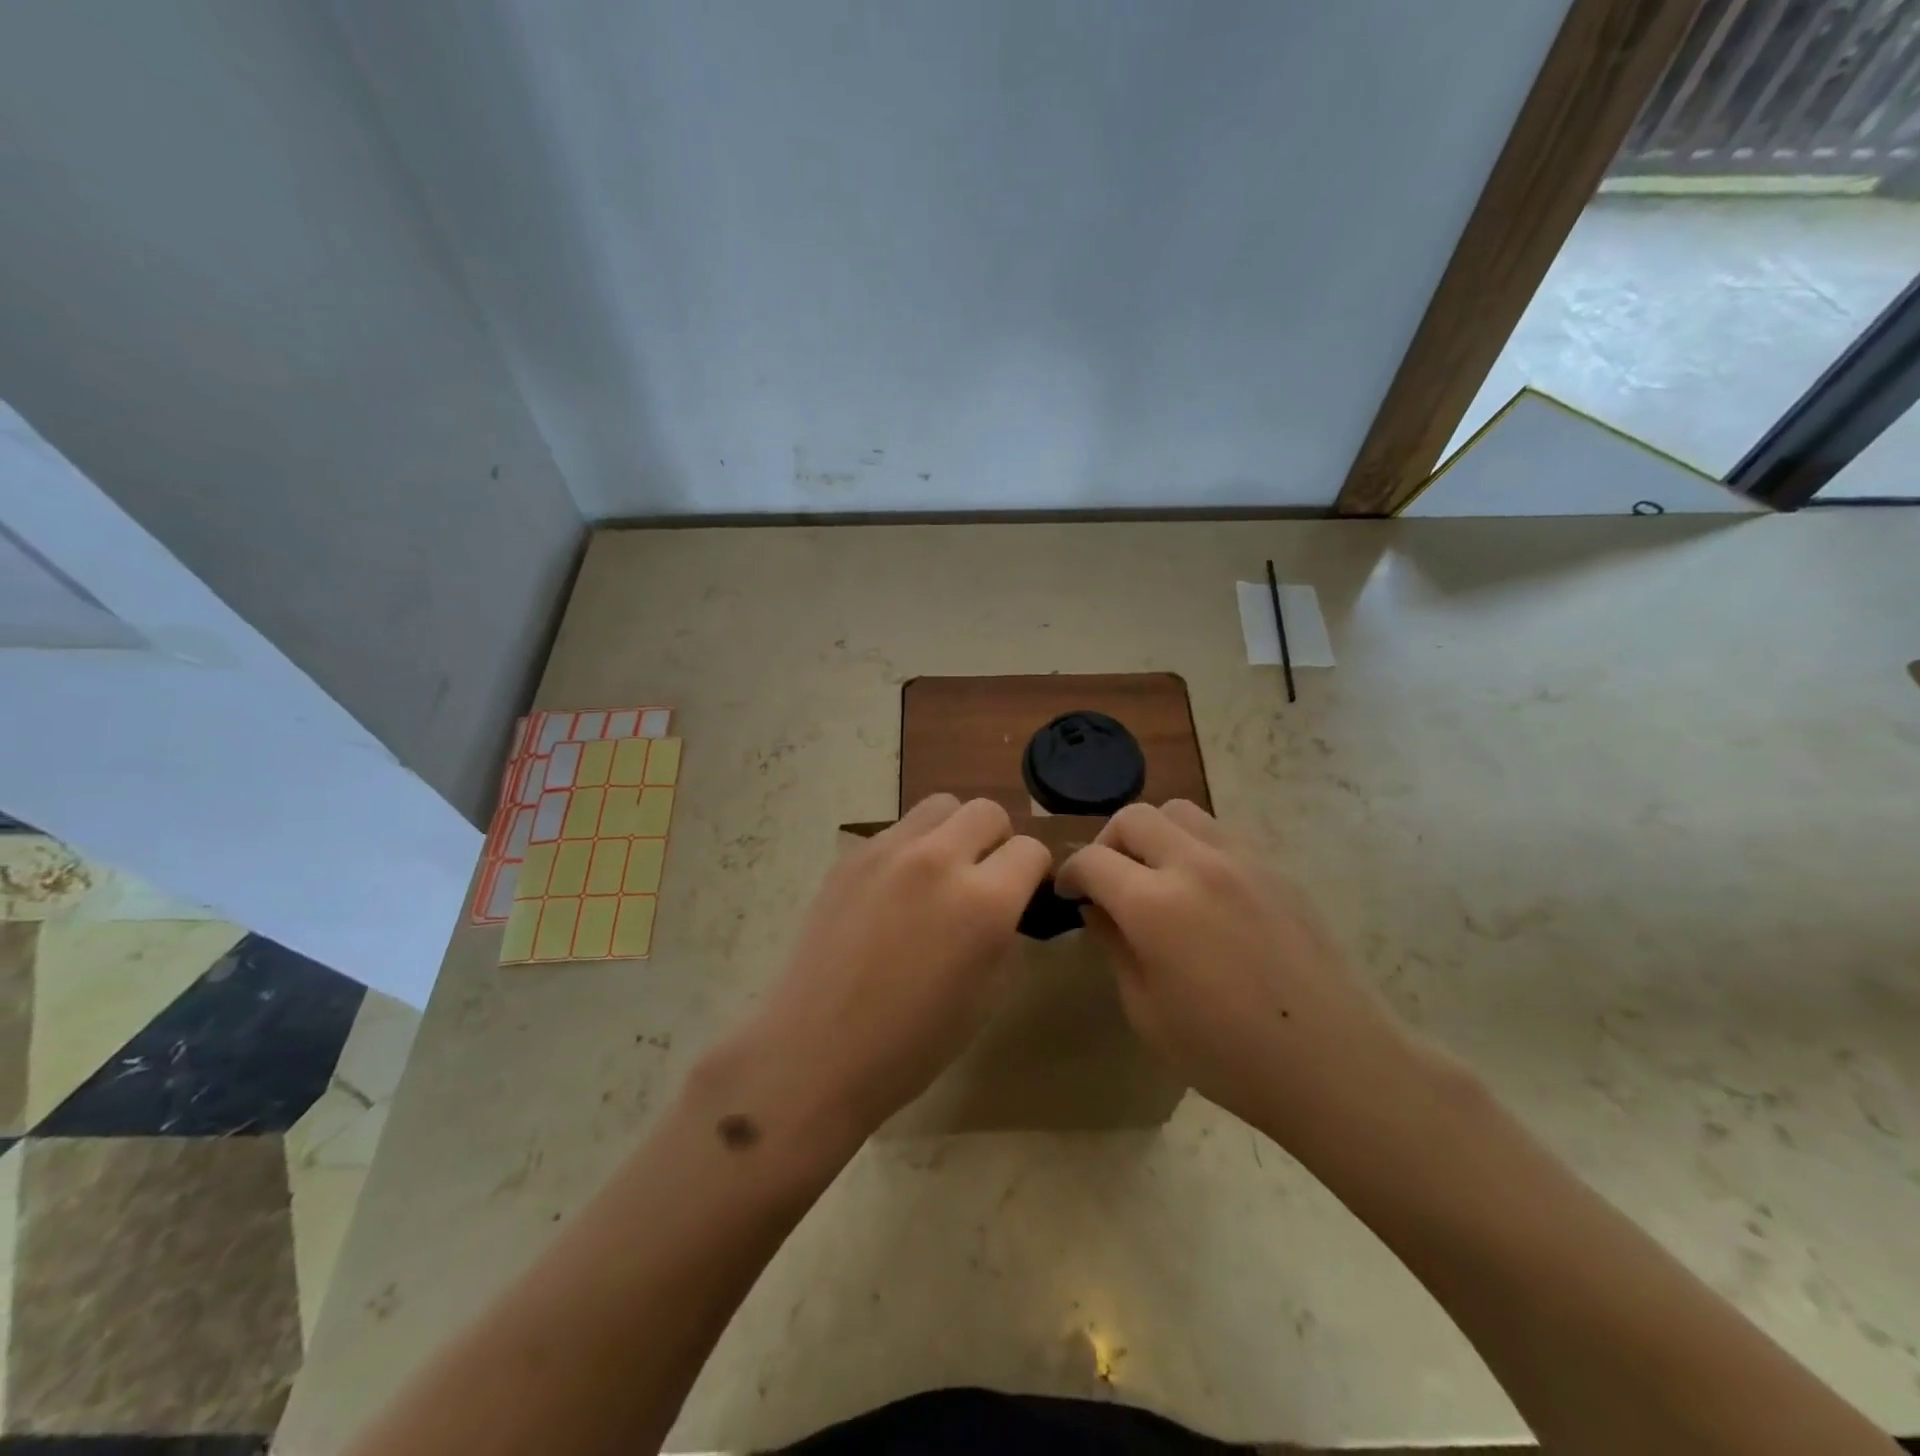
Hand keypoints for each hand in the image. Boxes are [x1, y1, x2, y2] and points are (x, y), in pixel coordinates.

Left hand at [719, 795, 1050, 1146]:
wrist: (819, 1051)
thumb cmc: (914, 1042)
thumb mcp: (989, 993)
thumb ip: (1006, 931)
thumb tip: (1007, 902)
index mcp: (983, 901)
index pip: (1030, 850)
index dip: (1034, 872)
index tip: (1024, 891)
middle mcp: (938, 859)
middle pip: (987, 811)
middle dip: (998, 840)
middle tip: (984, 876)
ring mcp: (888, 851)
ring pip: (940, 806)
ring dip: (954, 832)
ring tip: (940, 873)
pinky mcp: (851, 857)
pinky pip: (897, 830)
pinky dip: (912, 848)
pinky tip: (895, 891)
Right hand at [1056, 800, 1421, 1145]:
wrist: (1334, 1063)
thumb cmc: (1228, 1054)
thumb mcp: (1146, 1011)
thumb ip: (1114, 946)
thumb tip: (1099, 908)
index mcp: (1154, 905)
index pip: (1092, 860)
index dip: (1069, 873)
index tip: (1068, 894)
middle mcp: (1195, 865)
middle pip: (1133, 817)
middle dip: (1107, 842)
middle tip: (1108, 881)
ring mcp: (1241, 860)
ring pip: (1179, 812)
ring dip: (1152, 834)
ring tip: (1155, 875)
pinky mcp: (1274, 868)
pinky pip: (1219, 833)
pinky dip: (1193, 846)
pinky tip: (1202, 891)